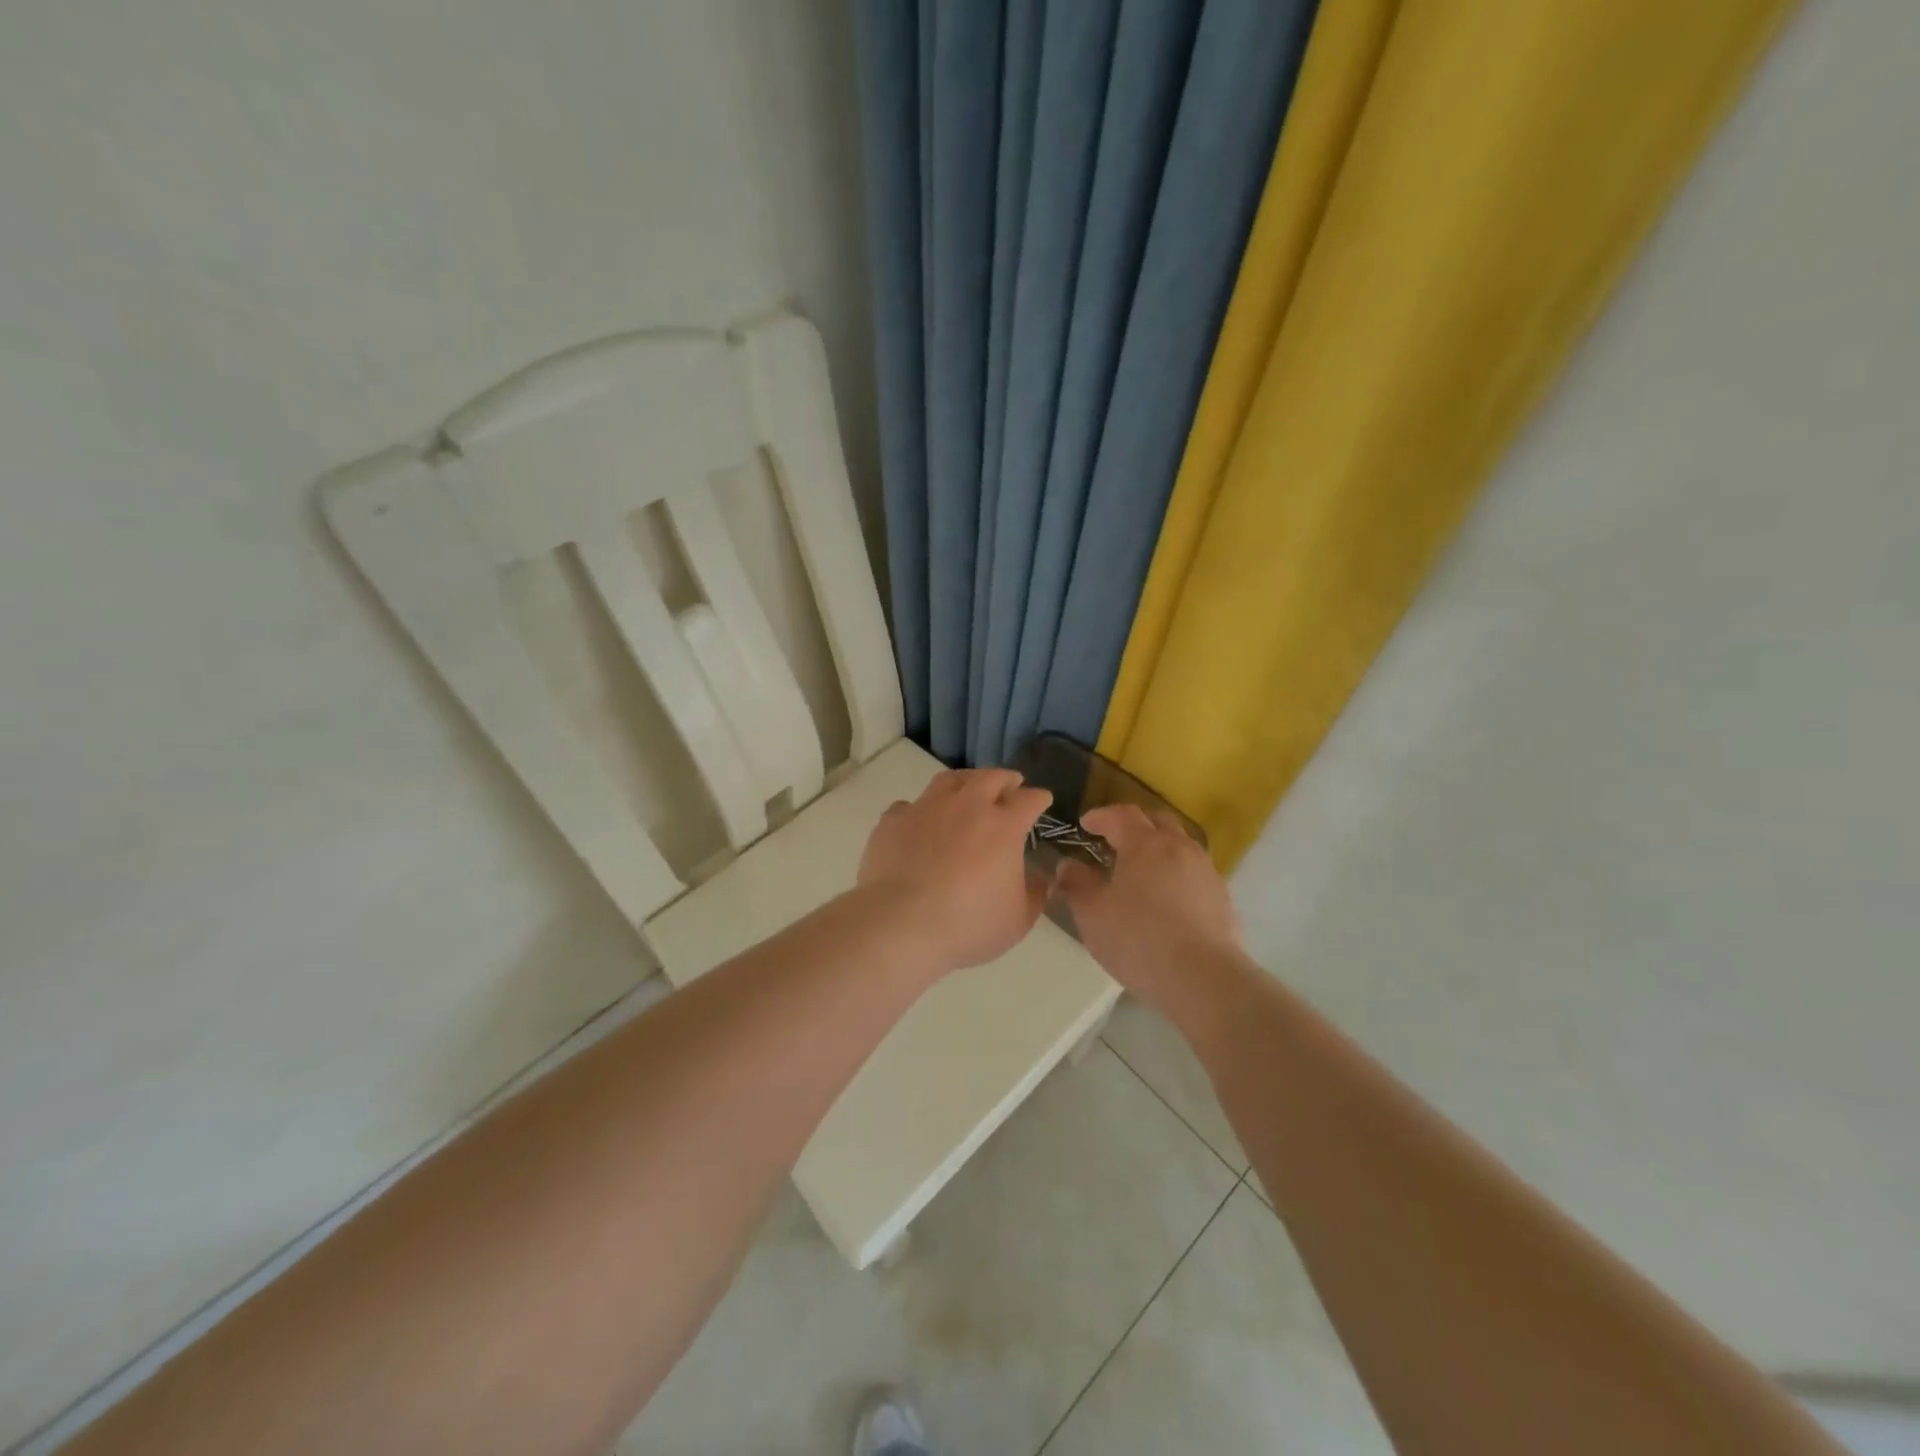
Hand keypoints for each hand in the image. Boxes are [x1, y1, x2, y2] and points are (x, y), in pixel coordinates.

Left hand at [857, 769, 1052, 972]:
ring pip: (950, 780)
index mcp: (1003, 826)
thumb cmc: (968, 924)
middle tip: (1011, 783)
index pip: (1029, 800)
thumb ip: (1034, 894)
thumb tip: (1039, 878)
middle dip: (1005, 778)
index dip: (1039, 798)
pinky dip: (919, 810)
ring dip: (965, 781)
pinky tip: (920, 821)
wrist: (901, 925)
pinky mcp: (893, 820)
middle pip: (990, 777)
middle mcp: (967, 806)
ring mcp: (927, 808)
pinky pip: (909, 805)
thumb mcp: (1017, 920)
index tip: (1042, 799)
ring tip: (968, 788)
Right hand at [1054, 803, 1245, 1015]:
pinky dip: (1176, 873)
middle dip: (1134, 824)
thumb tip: (1067, 865)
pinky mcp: (1222, 898)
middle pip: (1157, 821)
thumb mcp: (1093, 914)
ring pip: (1180, 845)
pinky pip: (1194, 872)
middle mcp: (1179, 848)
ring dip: (1158, 847)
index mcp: (1145, 844)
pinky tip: (1166, 898)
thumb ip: (1077, 884)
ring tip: (1141, 869)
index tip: (1085, 824)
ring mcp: (1206, 872)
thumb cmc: (1139, 939)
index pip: (1122, 814)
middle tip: (1114, 839)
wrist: (1204, 979)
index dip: (1101, 816)